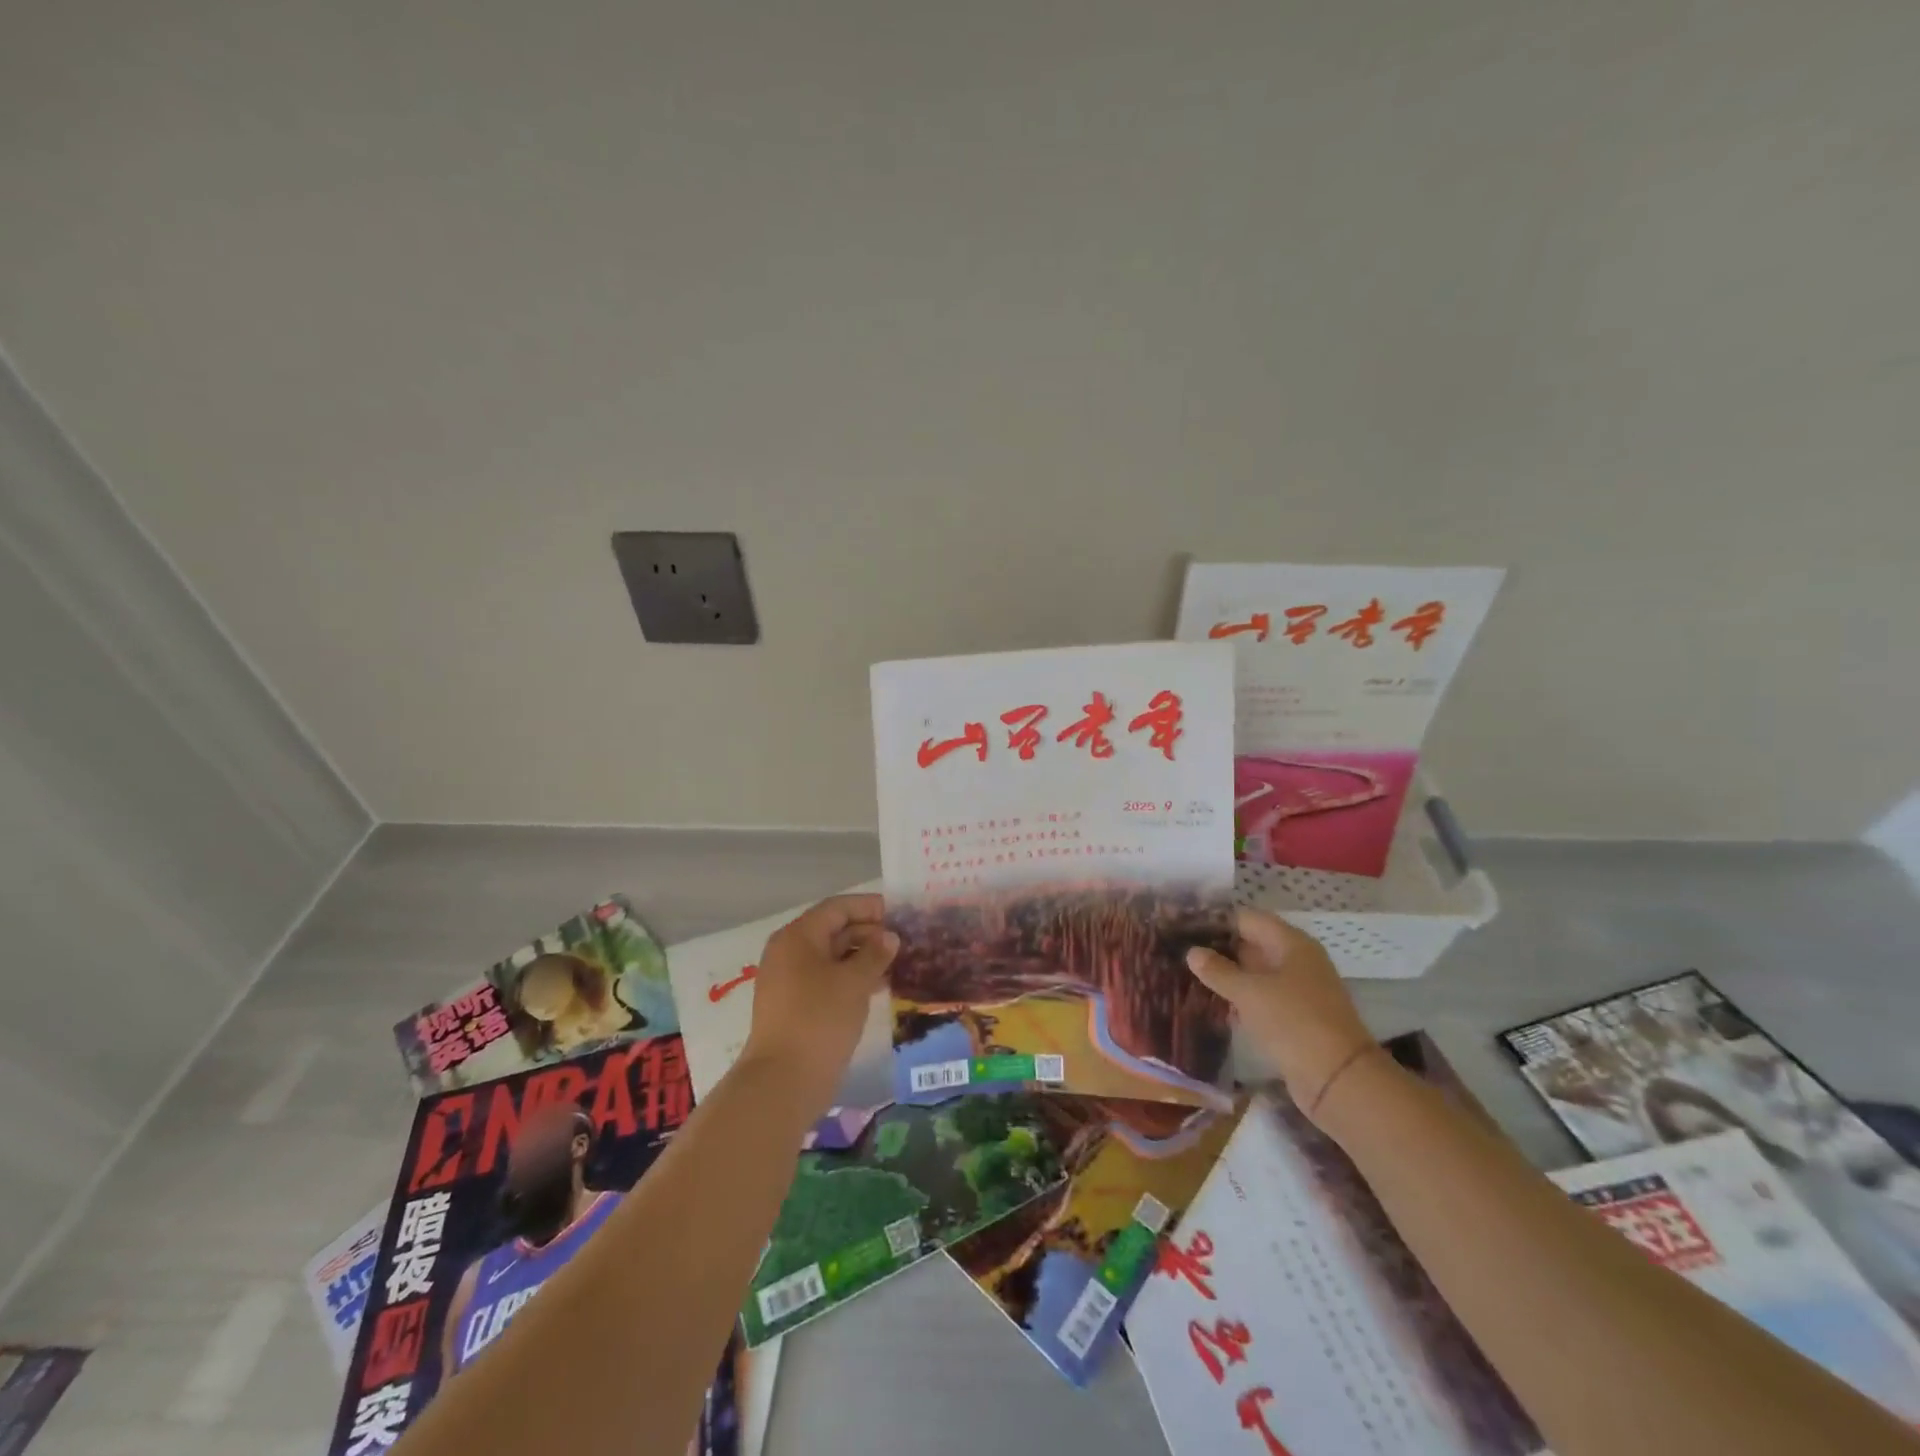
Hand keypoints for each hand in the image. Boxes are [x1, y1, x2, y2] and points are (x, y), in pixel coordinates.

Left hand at [741, 894, 897, 1111]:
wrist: (783, 1082)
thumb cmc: (820, 1019)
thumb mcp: (854, 982)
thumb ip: (875, 954)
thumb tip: (889, 937)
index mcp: (798, 936)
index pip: (837, 908)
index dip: (870, 907)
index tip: (900, 913)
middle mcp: (789, 952)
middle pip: (833, 930)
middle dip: (869, 933)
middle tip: (905, 941)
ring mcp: (789, 981)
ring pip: (831, 957)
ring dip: (863, 957)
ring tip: (898, 964)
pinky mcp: (794, 1006)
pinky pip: (826, 980)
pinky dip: (851, 978)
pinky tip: (878, 987)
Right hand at [1186, 907, 1373, 1120]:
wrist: (1340, 1080)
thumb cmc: (1294, 1022)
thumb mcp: (1250, 993)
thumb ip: (1218, 971)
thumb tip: (1192, 952)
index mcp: (1291, 944)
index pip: (1247, 919)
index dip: (1216, 921)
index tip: (1184, 928)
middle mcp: (1297, 961)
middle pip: (1252, 945)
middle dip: (1219, 949)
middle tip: (1180, 953)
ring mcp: (1299, 991)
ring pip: (1255, 974)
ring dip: (1228, 976)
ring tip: (1188, 977)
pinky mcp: (1296, 1019)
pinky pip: (1262, 999)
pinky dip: (1240, 999)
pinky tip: (1213, 1004)